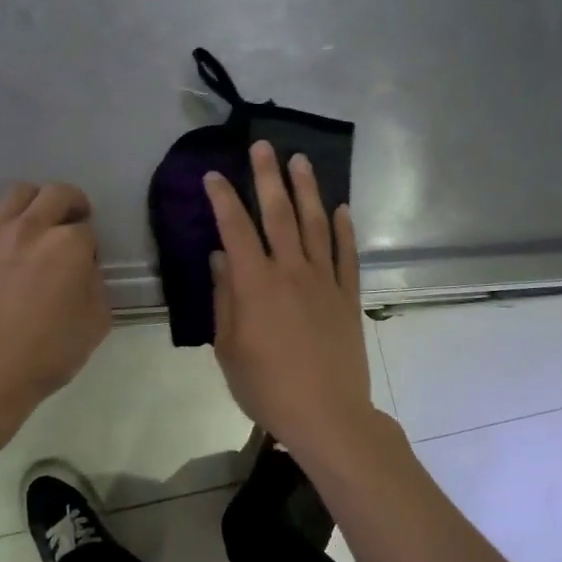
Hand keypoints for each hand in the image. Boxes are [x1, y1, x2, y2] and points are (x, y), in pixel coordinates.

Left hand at [0, 182, 110, 416]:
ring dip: (32, 202)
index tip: (84, 266)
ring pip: (17, 192)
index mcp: (69, 245)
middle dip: (70, 204)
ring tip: (31, 224)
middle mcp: (32, 227)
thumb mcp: (95, 326)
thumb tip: (84, 271)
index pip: (87, 230)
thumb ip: (96, 288)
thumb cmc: (44, 356)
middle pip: (57, 194)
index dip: (89, 247)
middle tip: (69, 225)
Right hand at [204, 142, 378, 455]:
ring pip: (316, 224)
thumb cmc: (267, 387)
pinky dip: (343, 229)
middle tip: (263, 146)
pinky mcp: (348, 296)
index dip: (223, 198)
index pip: (236, 228)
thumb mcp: (229, 349)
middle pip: (278, 214)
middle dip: (267, 177)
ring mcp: (324, 281)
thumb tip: (220, 258)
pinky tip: (340, 208)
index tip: (213, 175)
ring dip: (307, 190)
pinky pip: (347, 254)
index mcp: (255, 284)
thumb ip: (224, 299)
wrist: (327, 415)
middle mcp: (291, 271)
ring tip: (300, 161)